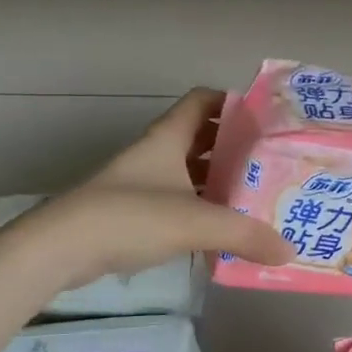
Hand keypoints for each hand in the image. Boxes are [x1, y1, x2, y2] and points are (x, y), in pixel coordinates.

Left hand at [23, 88, 292, 288]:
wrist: (62, 247)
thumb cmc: (130, 216)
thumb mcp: (195, 222)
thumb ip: (244, 234)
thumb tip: (288, 250)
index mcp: (167, 138)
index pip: (203, 101)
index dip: (233, 103)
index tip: (265, 121)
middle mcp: (155, 154)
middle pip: (200, 139)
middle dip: (234, 150)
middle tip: (269, 166)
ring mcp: (140, 184)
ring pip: (187, 174)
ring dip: (216, 183)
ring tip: (254, 200)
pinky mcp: (131, 214)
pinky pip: (175, 203)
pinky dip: (198, 212)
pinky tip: (220, 232)